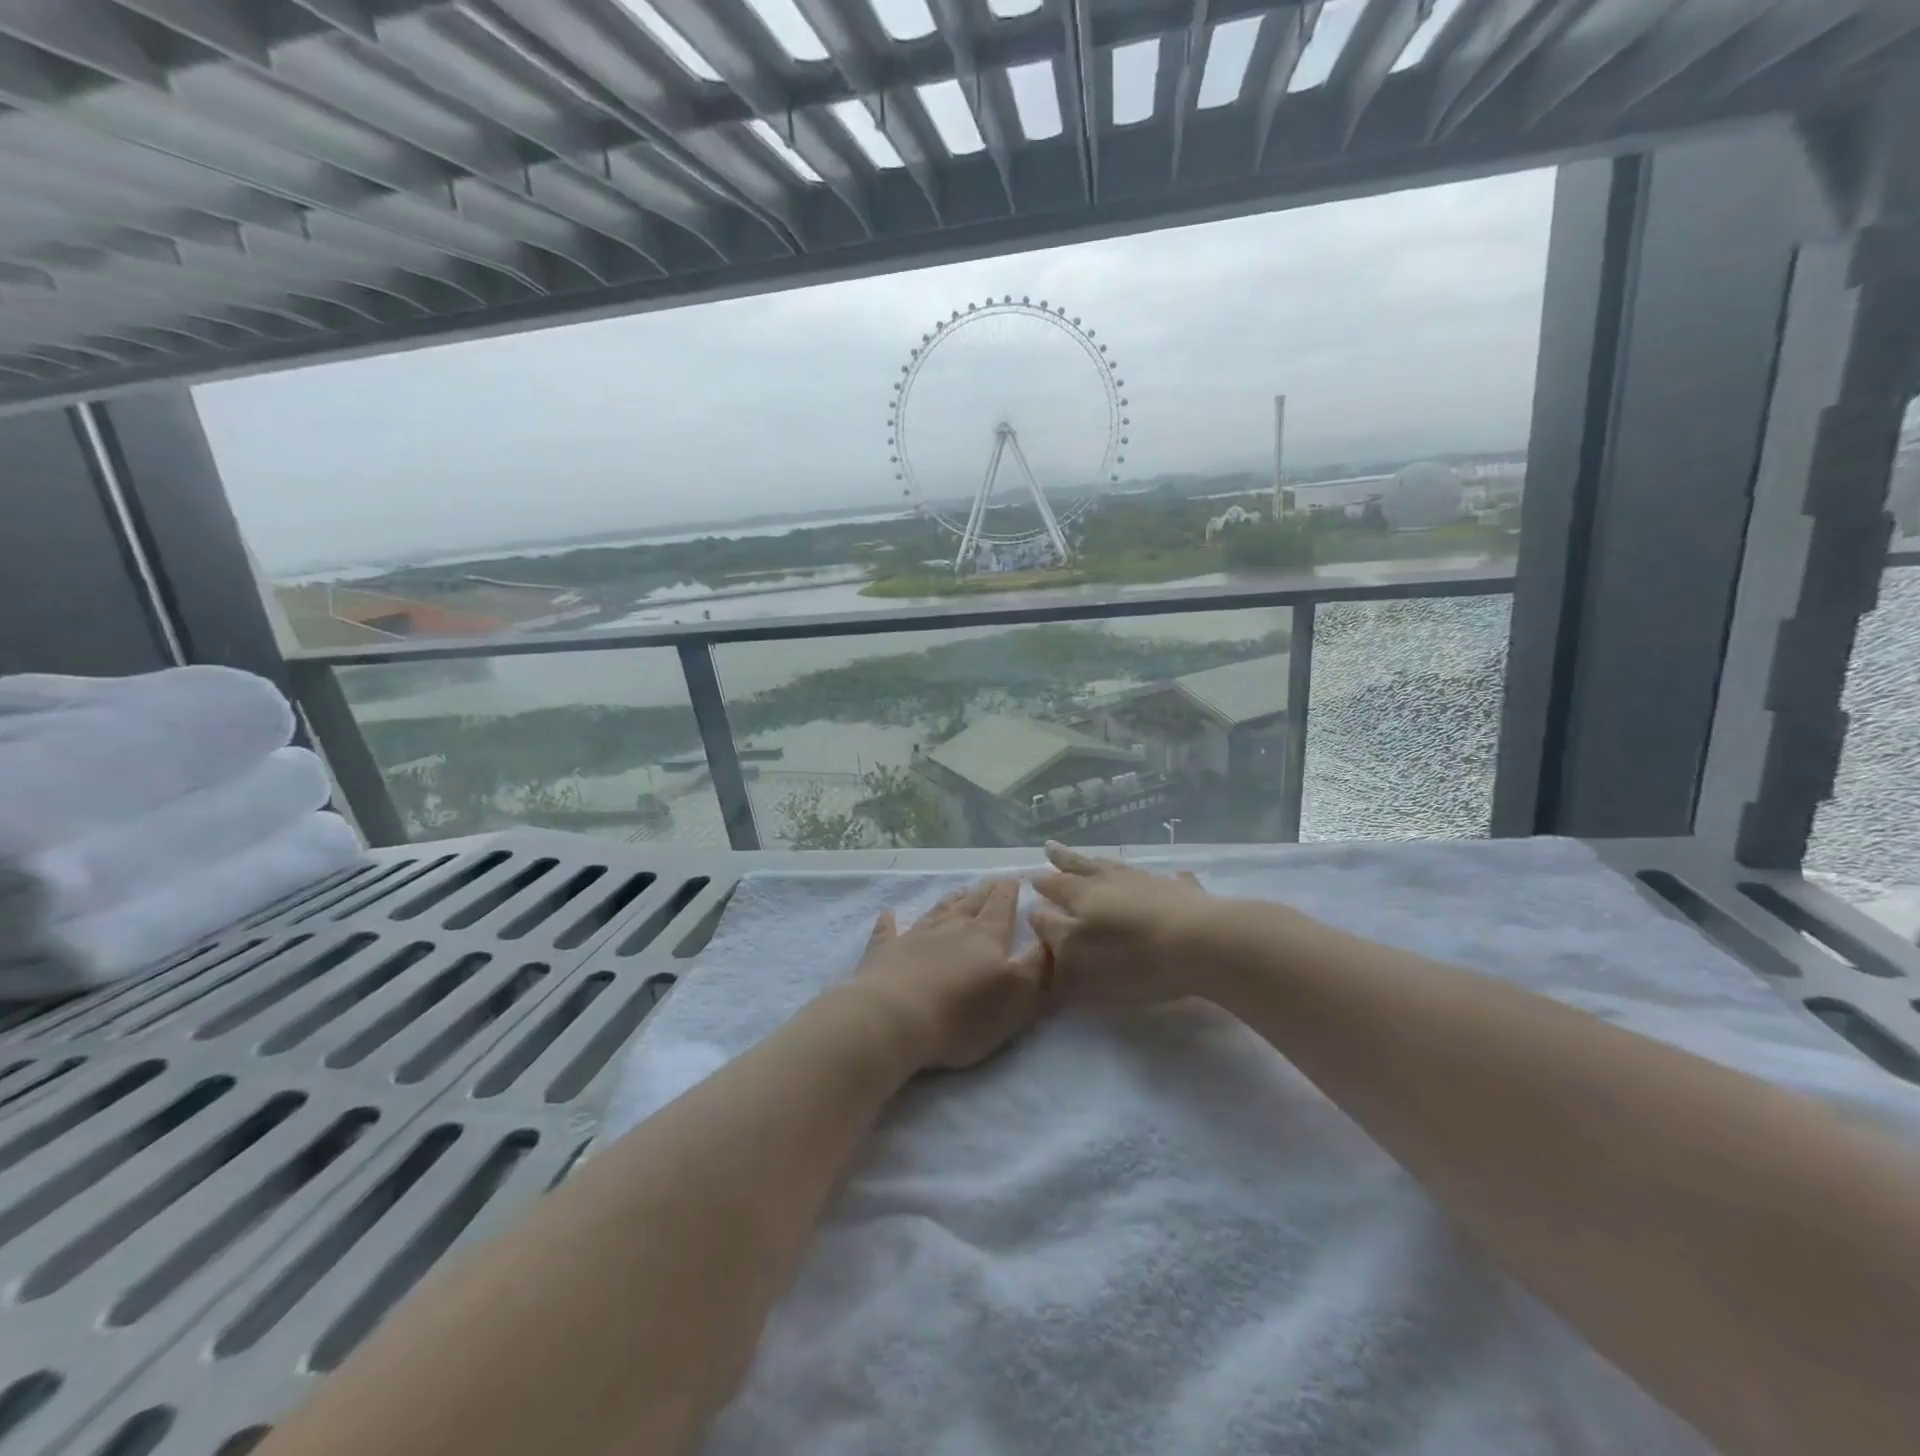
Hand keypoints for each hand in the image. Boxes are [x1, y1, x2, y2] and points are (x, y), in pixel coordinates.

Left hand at [852, 879, 1050, 1071]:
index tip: (1015, 877)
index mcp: (986, 936)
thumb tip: (1052, 935)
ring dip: (951, 900)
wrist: (894, 1019)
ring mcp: (915, 937)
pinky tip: (888, 913)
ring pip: (938, 911)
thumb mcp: (1018, 995)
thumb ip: (1039, 965)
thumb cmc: (963, 1014)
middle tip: (992, 879)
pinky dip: (889, 922)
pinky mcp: (884, 954)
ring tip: (960, 890)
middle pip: (972, 903)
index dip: (1009, 892)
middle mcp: (951, 928)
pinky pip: (888, 931)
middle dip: (985, 891)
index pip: (1002, 907)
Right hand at [1029, 842, 1215, 1005]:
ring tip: (1095, 859)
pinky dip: (1167, 878)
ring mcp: (1149, 882)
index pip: (1054, 884)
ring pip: (1119, 867)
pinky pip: (1170, 880)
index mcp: (1083, 895)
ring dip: (1103, 863)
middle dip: (1064, 859)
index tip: (1027, 875)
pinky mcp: (1183, 892)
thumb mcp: (1079, 954)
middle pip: (1083, 866)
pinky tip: (1175, 875)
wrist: (1202, 944)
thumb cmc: (1132, 956)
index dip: (1040, 881)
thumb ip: (1054, 933)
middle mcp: (1112, 881)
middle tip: (1050, 847)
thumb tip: (1035, 912)